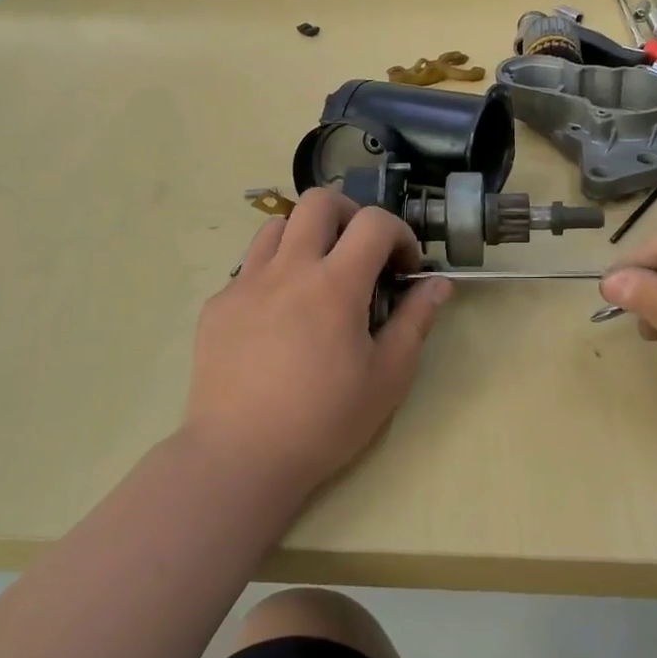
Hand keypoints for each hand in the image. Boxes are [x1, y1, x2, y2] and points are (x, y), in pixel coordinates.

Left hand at [183, 189, 450, 488]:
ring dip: (307, 236)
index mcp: (335, 285)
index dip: (400, 234)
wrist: (240, 456)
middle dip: (351, 214)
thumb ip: (415, 322)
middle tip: (361, 252)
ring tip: (318, 276)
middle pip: (319, 201)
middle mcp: (288, 269)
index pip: (374, 222)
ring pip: (278, 225)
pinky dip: (275, 272)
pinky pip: (250, 266)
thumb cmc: (324, 421)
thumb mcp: (387, 378)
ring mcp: (246, 283)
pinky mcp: (218, 304)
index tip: (405, 268)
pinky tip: (280, 316)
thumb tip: (437, 284)